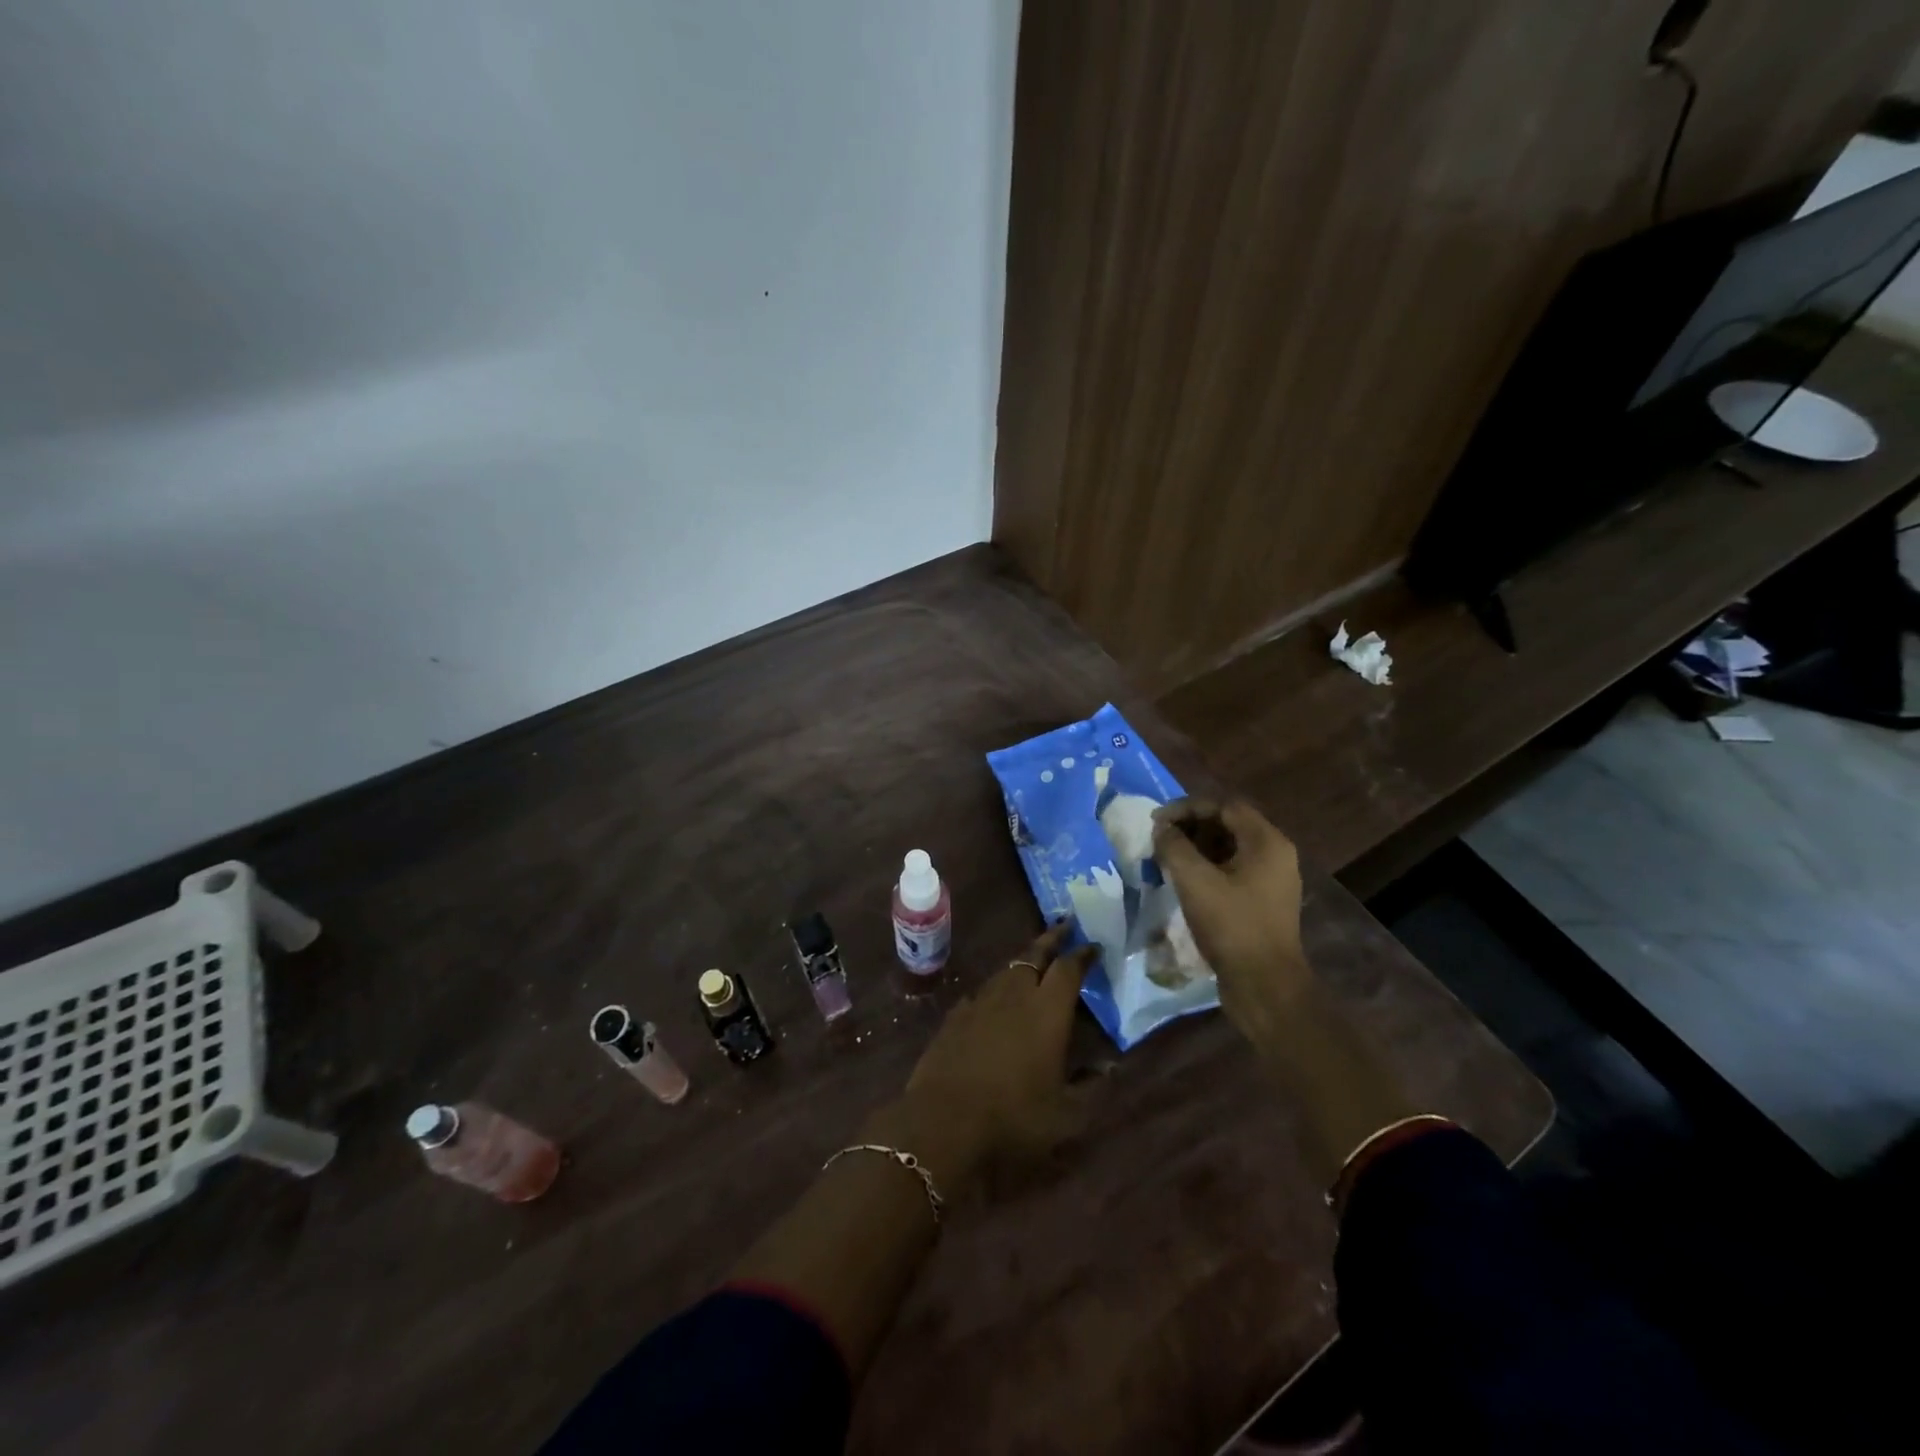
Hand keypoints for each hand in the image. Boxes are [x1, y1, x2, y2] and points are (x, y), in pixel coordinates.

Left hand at [892, 921, 1092, 1190]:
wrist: (943, 1123)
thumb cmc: (1013, 1118)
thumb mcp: (1066, 1115)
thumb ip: (1092, 1086)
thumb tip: (1111, 1066)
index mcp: (1047, 1011)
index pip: (1068, 969)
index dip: (1082, 955)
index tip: (1093, 945)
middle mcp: (1014, 995)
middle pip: (1034, 954)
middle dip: (1051, 940)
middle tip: (1065, 927)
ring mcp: (980, 1002)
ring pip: (1006, 970)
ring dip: (1023, 962)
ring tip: (1034, 962)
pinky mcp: (954, 1016)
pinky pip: (981, 992)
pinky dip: (995, 989)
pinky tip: (995, 1000)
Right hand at [1152, 798, 1309, 1043]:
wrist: (1264, 986)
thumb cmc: (1231, 926)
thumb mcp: (1195, 881)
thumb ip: (1174, 847)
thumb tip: (1162, 828)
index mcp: (1266, 842)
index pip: (1224, 806)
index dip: (1187, 808)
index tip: (1157, 822)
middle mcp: (1275, 854)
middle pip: (1228, 824)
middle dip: (1190, 827)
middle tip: (1159, 839)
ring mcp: (1271, 879)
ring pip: (1229, 848)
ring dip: (1196, 848)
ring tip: (1166, 858)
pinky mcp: (1263, 901)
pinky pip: (1233, 870)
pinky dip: (1207, 867)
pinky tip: (1183, 881)